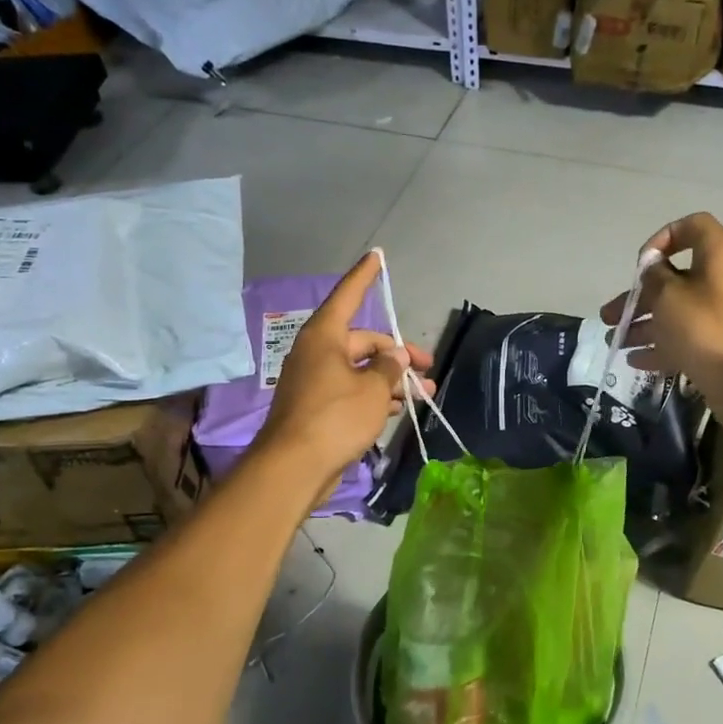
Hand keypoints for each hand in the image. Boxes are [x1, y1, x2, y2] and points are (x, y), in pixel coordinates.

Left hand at [257, 252, 433, 483]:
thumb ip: (390, 368)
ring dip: (391, 381)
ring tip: (422, 395)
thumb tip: (396, 357)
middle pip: (364, 342)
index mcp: (325, 337)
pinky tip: (396, 410)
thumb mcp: (373, 389)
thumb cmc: (336, 417)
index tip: (377, 256)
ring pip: (360, 371)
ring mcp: (315, 381)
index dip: (365, 276)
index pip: (348, 295)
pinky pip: (351, 391)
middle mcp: (317, 353)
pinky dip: (373, 397)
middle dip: (398, 356)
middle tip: (427, 371)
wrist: (295, 467)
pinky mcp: (317, 408)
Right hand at [601, 213, 722, 394]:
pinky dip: (663, 345)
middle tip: (609, 315)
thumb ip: (654, 277)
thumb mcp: (669, 297)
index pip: (692, 226)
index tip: (641, 265)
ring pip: (678, 311)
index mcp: (720, 255)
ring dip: (644, 325)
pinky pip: (689, 337)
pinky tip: (636, 361)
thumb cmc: (707, 328)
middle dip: (639, 297)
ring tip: (615, 342)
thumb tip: (653, 269)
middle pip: (676, 278)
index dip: (662, 238)